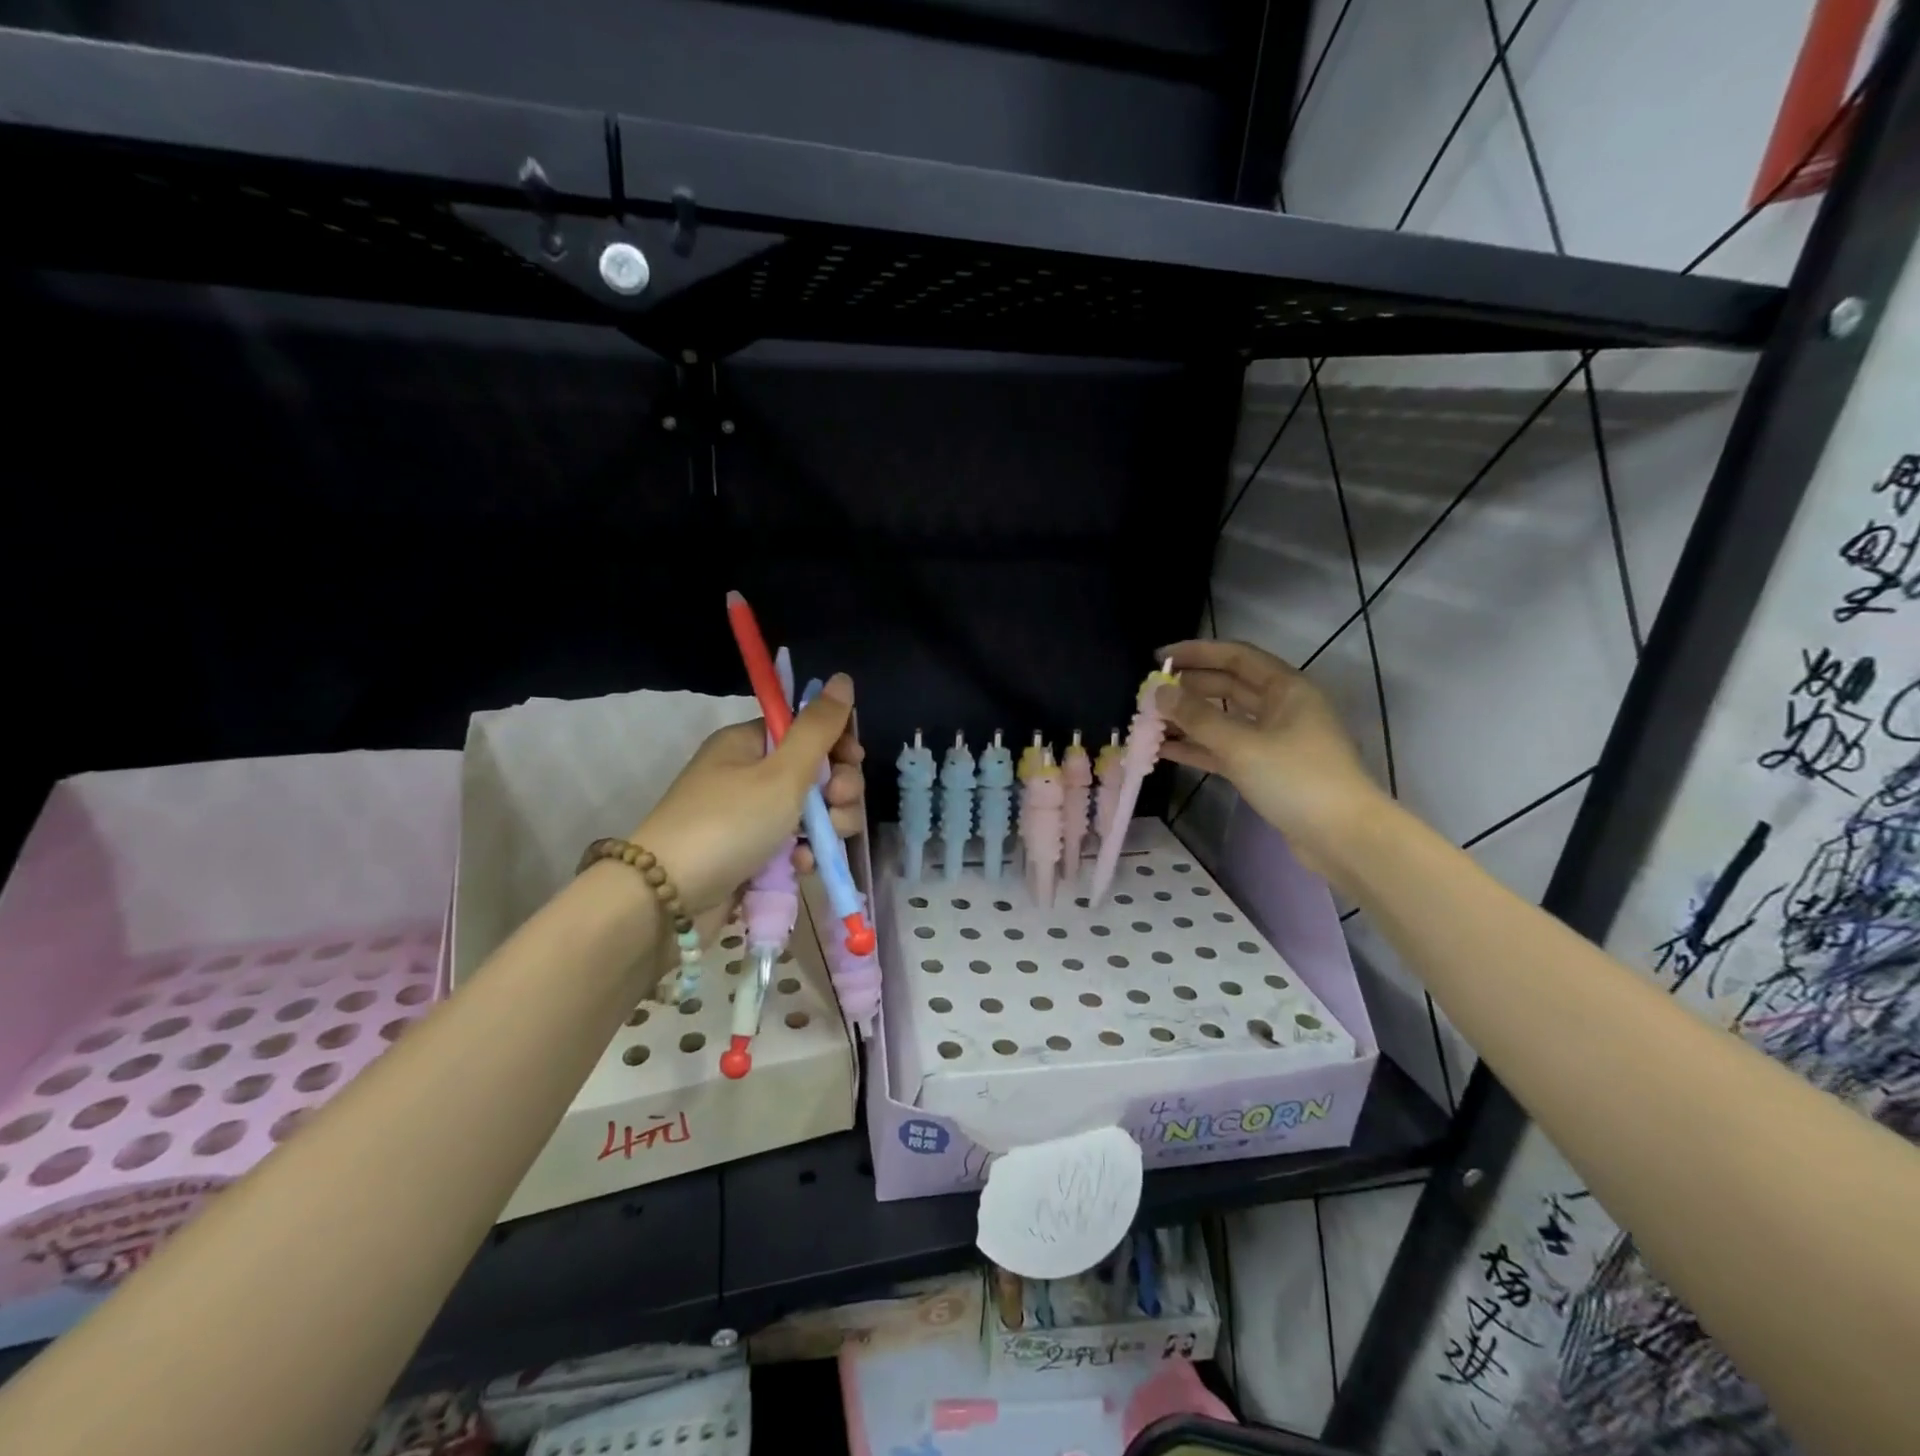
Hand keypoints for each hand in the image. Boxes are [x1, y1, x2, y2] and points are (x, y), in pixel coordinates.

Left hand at [633, 673, 864, 914]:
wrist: (666, 899)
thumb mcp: (782, 772)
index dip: (836, 743)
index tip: (854, 760)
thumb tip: (843, 678)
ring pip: (808, 811)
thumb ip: (818, 729)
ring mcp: (748, 816)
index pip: (805, 730)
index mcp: (747, 743)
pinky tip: (801, 865)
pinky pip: (790, 843)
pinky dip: (801, 852)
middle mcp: (747, 774)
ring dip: (825, 824)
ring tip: (821, 841)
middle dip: (837, 788)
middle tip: (838, 803)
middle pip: (813, 771)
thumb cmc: (729, 823)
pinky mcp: (750, 853)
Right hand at [1154, 640, 1386, 877]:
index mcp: (1286, 689)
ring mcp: (1274, 741)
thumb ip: (1196, 717)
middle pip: (1227, 687)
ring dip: (1189, 720)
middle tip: (1148, 693)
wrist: (1342, 837)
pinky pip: (1225, 750)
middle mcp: (1281, 708)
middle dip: (1188, 688)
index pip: (1235, 657)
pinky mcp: (1266, 770)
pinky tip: (1165, 750)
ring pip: (1223, 721)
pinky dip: (1198, 748)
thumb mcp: (1241, 745)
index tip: (1158, 658)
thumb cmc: (1297, 779)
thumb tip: (1158, 693)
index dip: (1196, 653)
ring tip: (1149, 722)